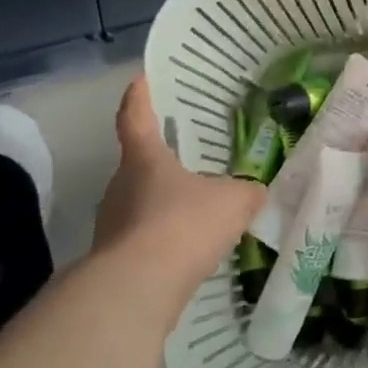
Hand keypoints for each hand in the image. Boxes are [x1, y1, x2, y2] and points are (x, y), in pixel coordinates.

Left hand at [91, 77, 264, 308]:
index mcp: (144, 159)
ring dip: (164, 207)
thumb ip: (246, 191)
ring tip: (196, 215)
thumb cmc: (184, 224)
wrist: (140, 287)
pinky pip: (143, 239)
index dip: (139, 97)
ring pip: (140, 205)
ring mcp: (112, 224)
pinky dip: (163, 241)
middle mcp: (120, 185)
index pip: (135, 117)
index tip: (140, 80)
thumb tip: (255, 191)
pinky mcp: (114, 259)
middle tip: (189, 164)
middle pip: (139, 165)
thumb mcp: (233, 201)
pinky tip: (188, 252)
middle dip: (162, 165)